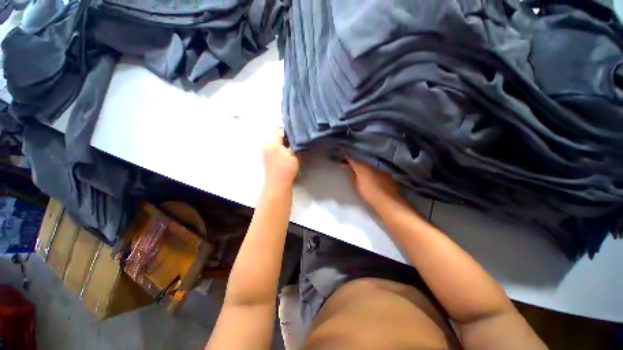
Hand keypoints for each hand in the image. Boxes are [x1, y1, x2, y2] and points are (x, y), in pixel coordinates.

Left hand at [263, 129, 299, 191]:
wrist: (277, 184)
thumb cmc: (286, 168)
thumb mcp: (295, 155)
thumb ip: (297, 145)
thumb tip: (300, 139)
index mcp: (272, 142)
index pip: (280, 130)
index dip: (289, 130)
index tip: (298, 133)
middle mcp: (266, 144)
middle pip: (276, 134)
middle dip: (286, 136)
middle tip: (296, 140)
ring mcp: (265, 151)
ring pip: (275, 141)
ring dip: (283, 142)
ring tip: (293, 146)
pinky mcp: (267, 157)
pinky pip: (274, 147)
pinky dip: (280, 147)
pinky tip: (288, 153)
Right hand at [344, 155, 401, 208]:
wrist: (388, 201)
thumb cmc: (369, 194)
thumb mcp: (357, 186)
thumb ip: (352, 177)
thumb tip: (349, 170)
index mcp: (363, 168)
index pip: (353, 160)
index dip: (347, 156)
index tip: (342, 150)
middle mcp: (372, 167)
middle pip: (361, 163)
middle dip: (355, 163)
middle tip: (349, 165)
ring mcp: (381, 171)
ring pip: (370, 167)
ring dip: (364, 168)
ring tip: (359, 172)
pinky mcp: (388, 176)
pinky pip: (377, 172)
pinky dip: (372, 173)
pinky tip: (372, 178)